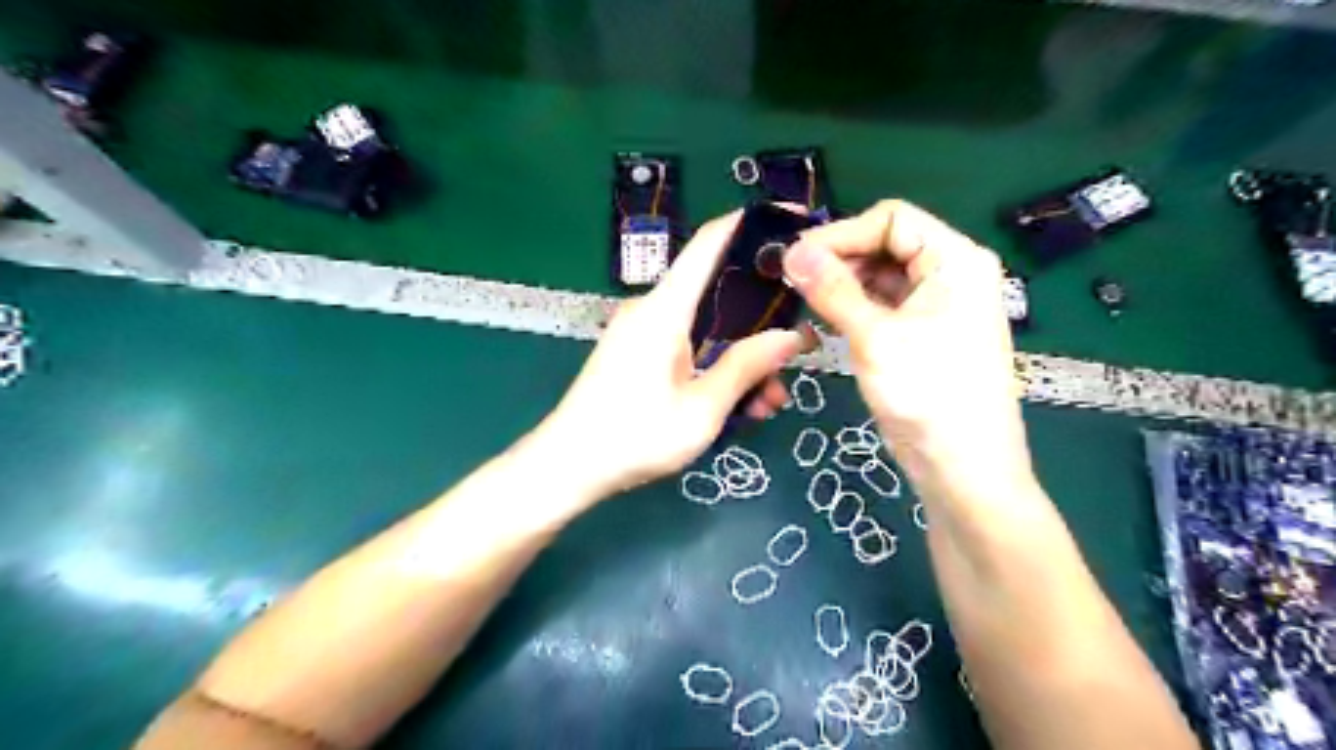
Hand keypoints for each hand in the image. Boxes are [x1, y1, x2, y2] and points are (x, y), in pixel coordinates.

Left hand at [537, 212, 807, 501]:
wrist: (567, 466)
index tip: (790, 224)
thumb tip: (790, 336)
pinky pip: (688, 347)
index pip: (709, 242)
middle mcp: (653, 309)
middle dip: (760, 321)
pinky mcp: (638, 353)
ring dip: (741, 357)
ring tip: (768, 400)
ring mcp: (643, 332)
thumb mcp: (702, 409)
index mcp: (665, 309)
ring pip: (707, 328)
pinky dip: (715, 367)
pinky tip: (738, 405)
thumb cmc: (634, 437)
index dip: (749, 225)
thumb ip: (746, 367)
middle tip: (795, 351)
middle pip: (717, 292)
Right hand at [786, 202, 1029, 501]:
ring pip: (880, 276)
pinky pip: (882, 305)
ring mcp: (937, 305)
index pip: (892, 219)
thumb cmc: (928, 396)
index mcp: (955, 260)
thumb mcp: (875, 338)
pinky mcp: (922, 333)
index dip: (841, 234)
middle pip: (886, 244)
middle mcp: (950, 273)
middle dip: (839, 259)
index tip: (795, 259)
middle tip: (791, 282)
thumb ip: (833, 290)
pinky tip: (823, 320)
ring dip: (841, 284)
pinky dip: (852, 308)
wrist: (962, 468)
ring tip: (802, 301)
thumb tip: (792, 251)